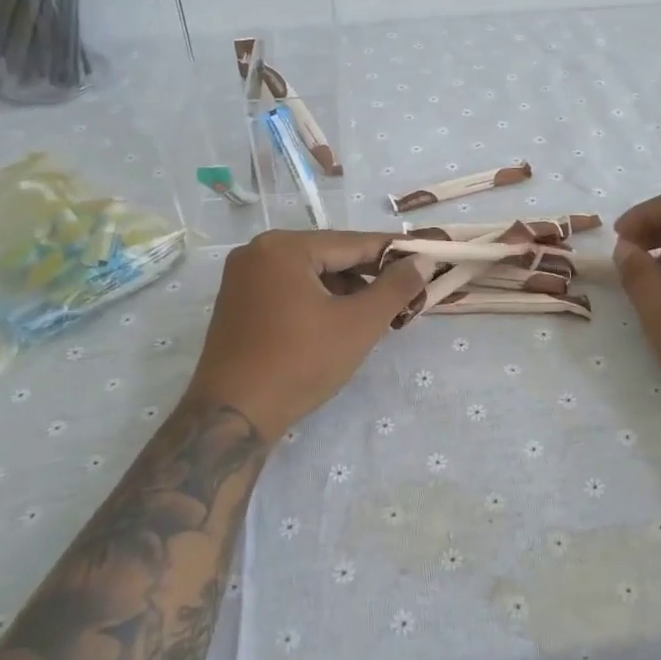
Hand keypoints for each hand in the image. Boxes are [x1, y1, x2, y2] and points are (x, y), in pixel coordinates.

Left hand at [185, 230, 426, 442]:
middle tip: (406, 296)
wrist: (232, 416)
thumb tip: (421, 260)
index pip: (353, 242)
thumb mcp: (358, 324)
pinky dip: (318, 302)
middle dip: (369, 277)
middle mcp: (258, 252)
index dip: (394, 253)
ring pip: (310, 275)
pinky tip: (340, 325)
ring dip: (345, 292)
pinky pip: (289, 291)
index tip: (427, 257)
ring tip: (377, 317)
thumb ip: (395, 287)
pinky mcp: (238, 305)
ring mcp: (243, 279)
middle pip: (329, 256)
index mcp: (283, 247)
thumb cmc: (299, 362)